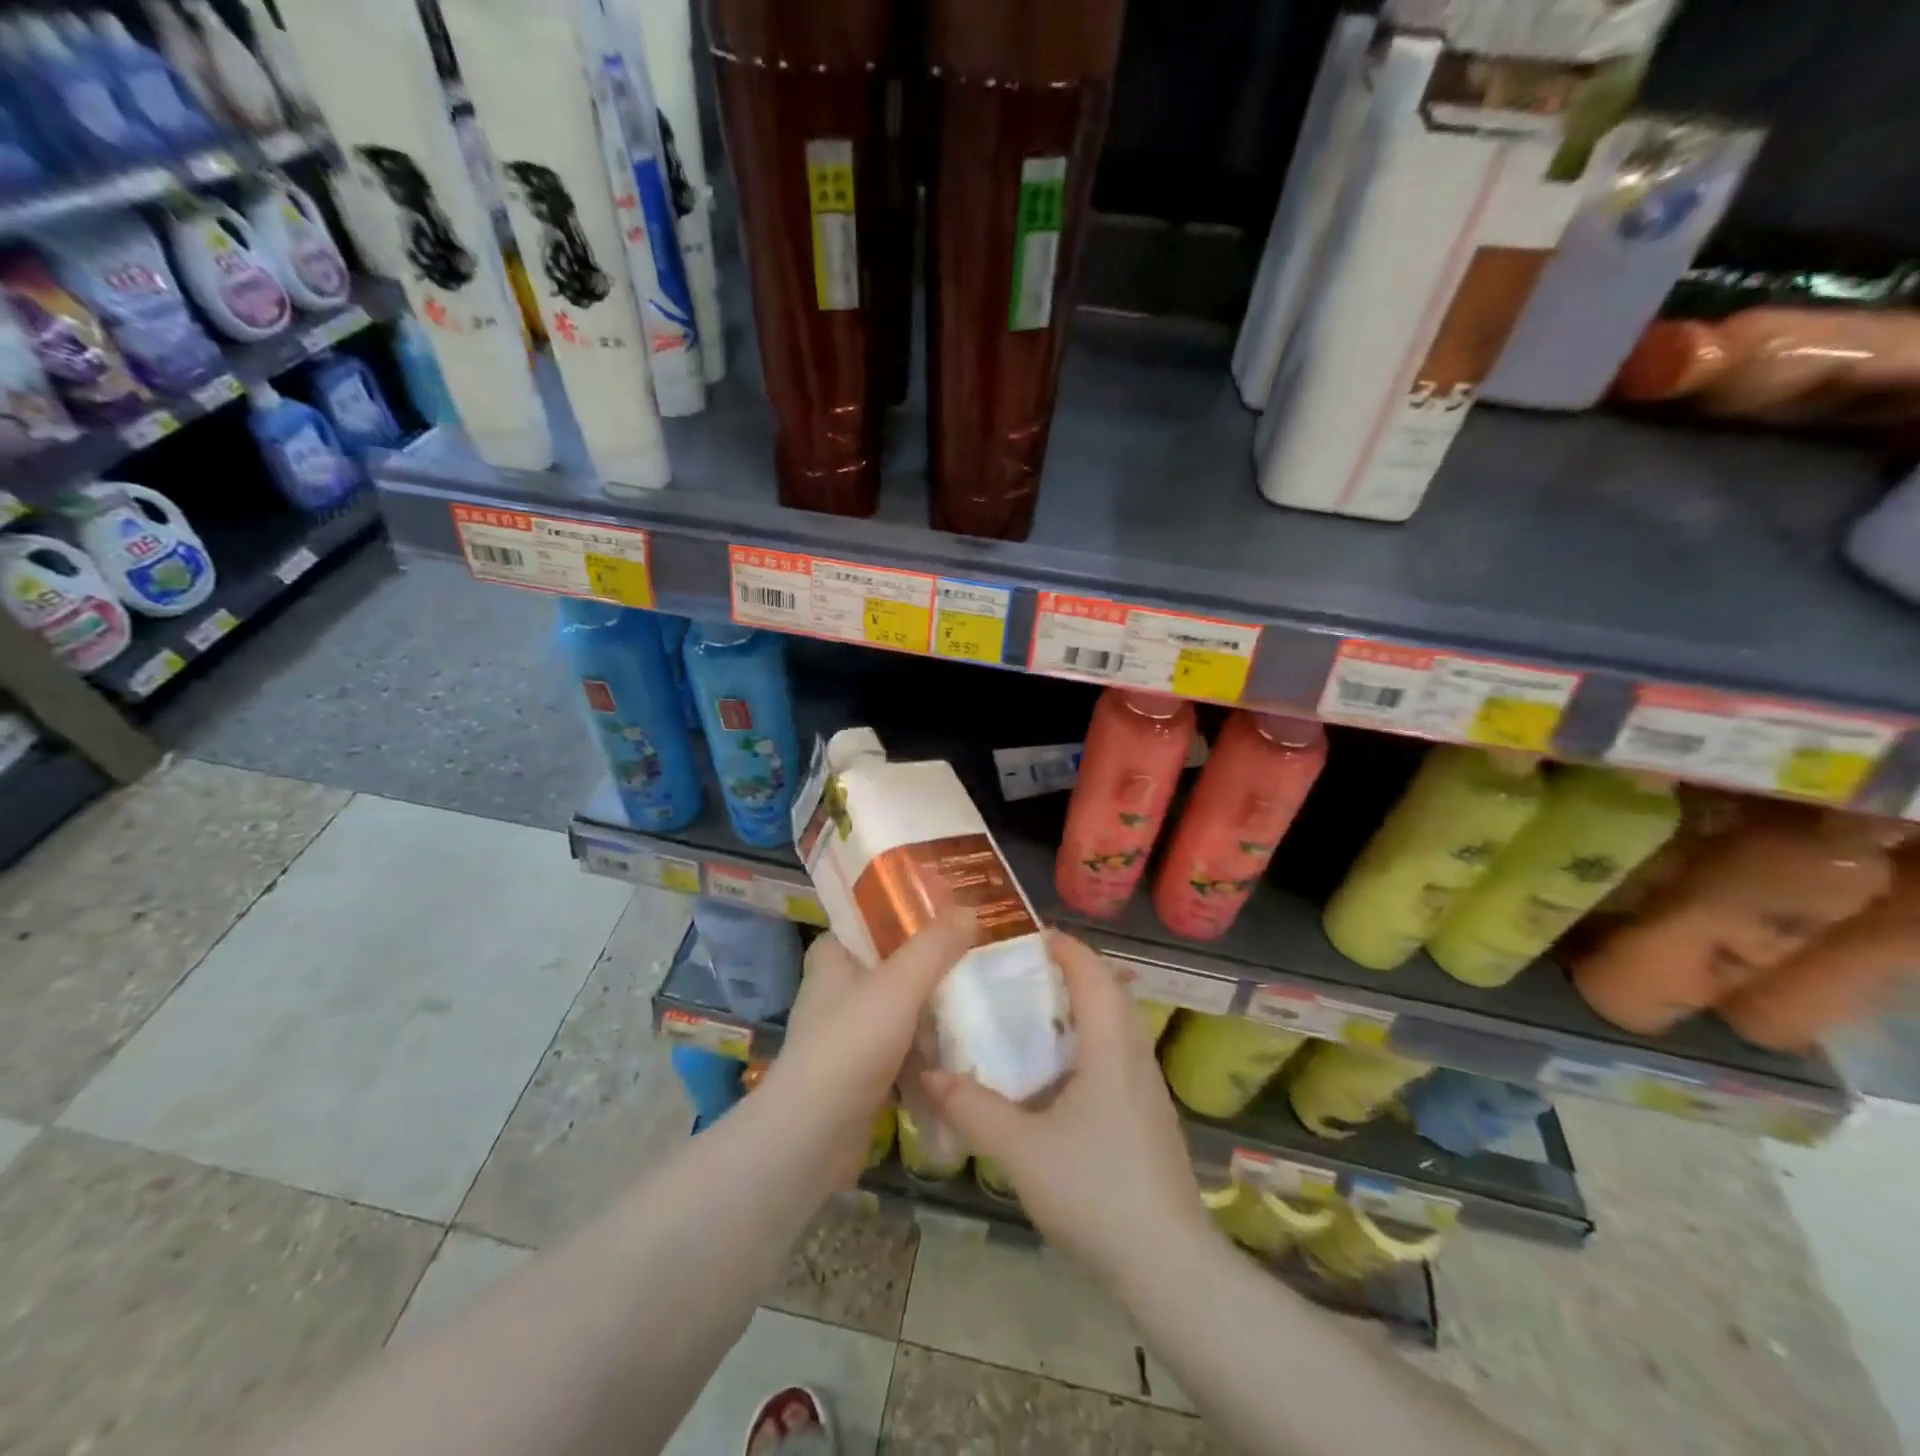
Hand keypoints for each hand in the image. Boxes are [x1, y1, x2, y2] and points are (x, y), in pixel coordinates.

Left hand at [762, 909, 976, 1190]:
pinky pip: (906, 1047)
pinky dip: (930, 1047)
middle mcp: (837, 989)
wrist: (812, 1138)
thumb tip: (970, 908)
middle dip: (935, 963)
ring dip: (937, 1009)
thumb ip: (935, 946)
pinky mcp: (863, 1071)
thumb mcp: (898, 985)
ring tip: (984, 997)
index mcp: (833, 956)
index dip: (909, 911)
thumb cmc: (849, 1045)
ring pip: (903, 1007)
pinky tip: (966, 1045)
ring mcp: (850, 1032)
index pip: (871, 919)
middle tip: (981, 955)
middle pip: (894, 963)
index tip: (953, 911)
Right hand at [920, 932, 1211, 1282]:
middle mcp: (1136, 1057)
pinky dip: (1092, 1043)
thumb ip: (974, 1109)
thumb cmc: (1096, 1192)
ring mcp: (1149, 1090)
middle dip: (1074, 973)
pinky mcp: (1151, 1118)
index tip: (1032, 936)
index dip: (1067, 948)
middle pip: (1112, 993)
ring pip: (1120, 1026)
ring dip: (1085, 1009)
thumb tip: (930, 1074)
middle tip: (1028, 974)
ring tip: (1039, 1016)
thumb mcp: (1022, 1151)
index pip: (1093, 975)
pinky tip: (1062, 1076)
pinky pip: (1120, 1056)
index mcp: (1111, 1049)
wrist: (1169, 1267)